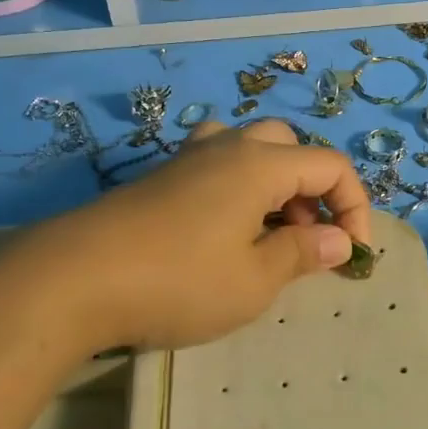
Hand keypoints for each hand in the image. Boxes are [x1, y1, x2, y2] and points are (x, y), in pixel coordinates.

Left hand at [15, 119, 371, 353]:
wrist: (72, 279)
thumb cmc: (178, 281)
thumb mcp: (254, 280)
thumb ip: (303, 254)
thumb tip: (340, 241)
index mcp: (260, 164)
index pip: (331, 165)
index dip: (355, 206)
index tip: (352, 254)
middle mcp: (228, 147)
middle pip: (291, 147)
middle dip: (313, 190)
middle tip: (306, 239)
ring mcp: (188, 158)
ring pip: (251, 150)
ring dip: (274, 185)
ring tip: (266, 233)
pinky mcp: (159, 177)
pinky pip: (216, 165)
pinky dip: (238, 189)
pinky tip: (221, 231)